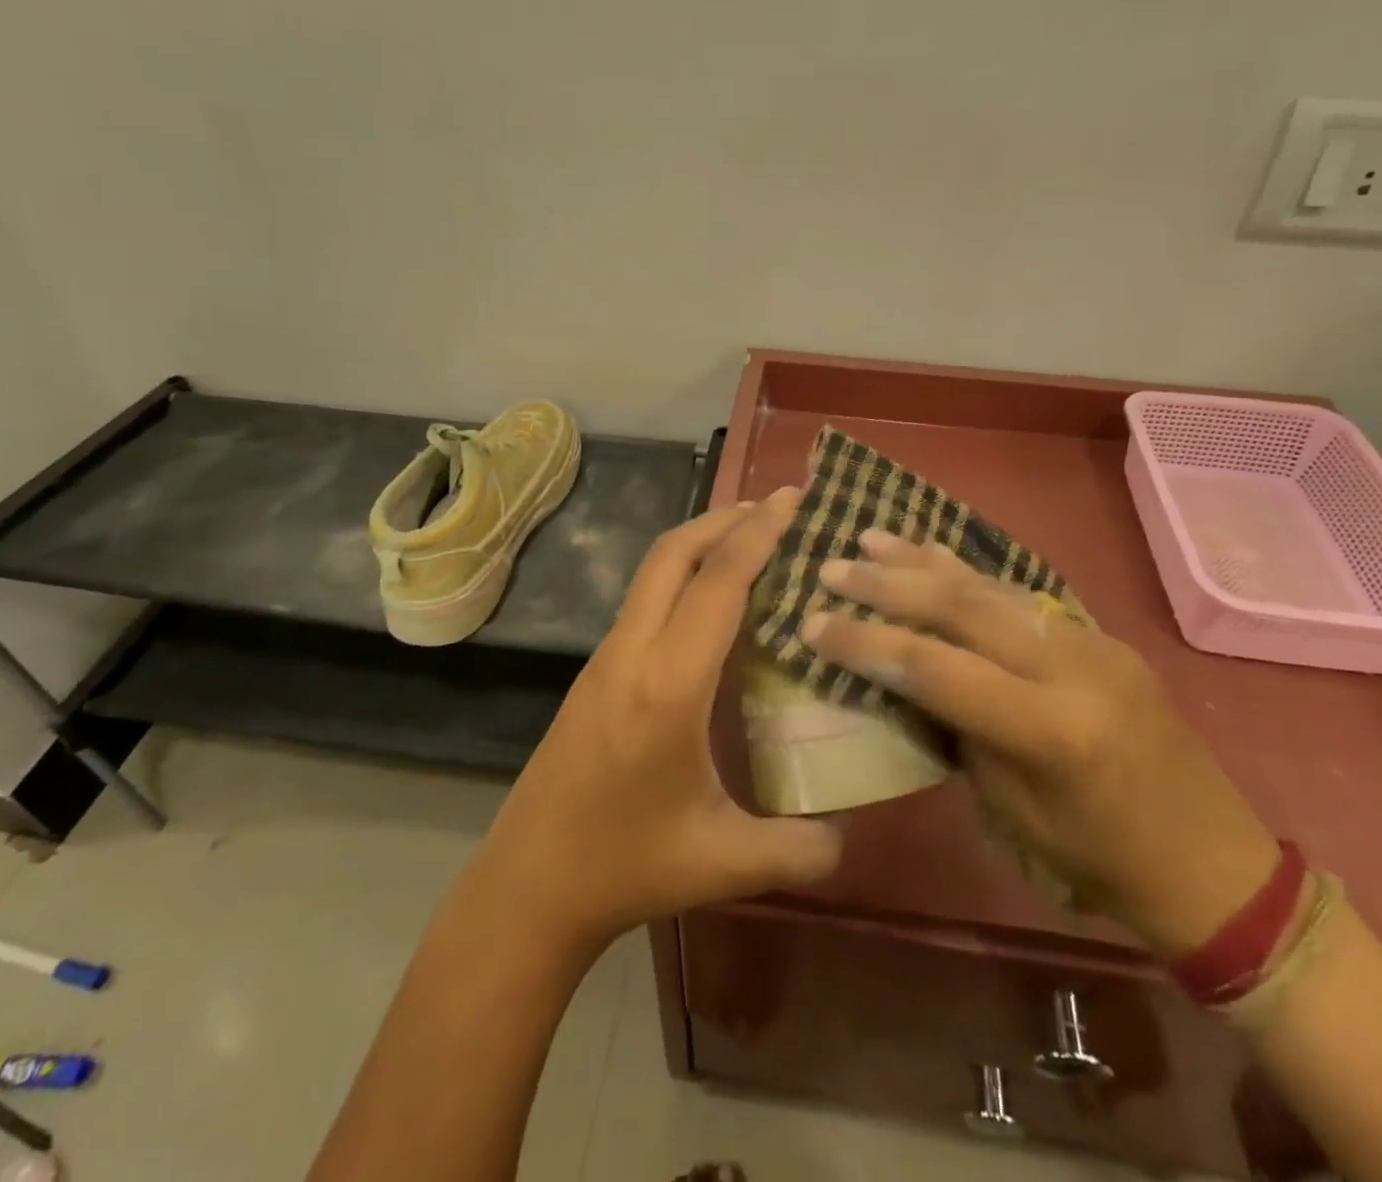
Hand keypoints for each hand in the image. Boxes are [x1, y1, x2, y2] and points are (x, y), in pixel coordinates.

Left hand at [474, 491, 842, 951]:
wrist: (529, 884)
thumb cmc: (625, 866)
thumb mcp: (724, 864)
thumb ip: (800, 849)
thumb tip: (852, 833)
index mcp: (668, 684)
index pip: (718, 582)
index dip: (759, 533)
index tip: (794, 497)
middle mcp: (633, 652)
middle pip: (674, 552)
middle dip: (726, 518)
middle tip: (779, 508)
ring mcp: (607, 657)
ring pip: (654, 570)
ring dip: (702, 542)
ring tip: (753, 541)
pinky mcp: (596, 670)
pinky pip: (646, 598)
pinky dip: (684, 574)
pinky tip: (715, 602)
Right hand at [803, 531, 1279, 957]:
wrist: (1216, 864)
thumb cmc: (1102, 862)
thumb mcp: (1013, 811)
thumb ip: (961, 730)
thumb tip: (910, 676)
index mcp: (1049, 729)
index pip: (935, 668)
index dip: (866, 642)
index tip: (812, 624)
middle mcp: (1071, 668)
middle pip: (961, 608)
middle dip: (887, 584)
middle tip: (832, 566)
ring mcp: (1092, 643)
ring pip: (992, 586)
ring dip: (924, 561)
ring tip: (871, 537)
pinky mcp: (1101, 636)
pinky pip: (1022, 595)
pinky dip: (969, 573)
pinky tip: (934, 554)